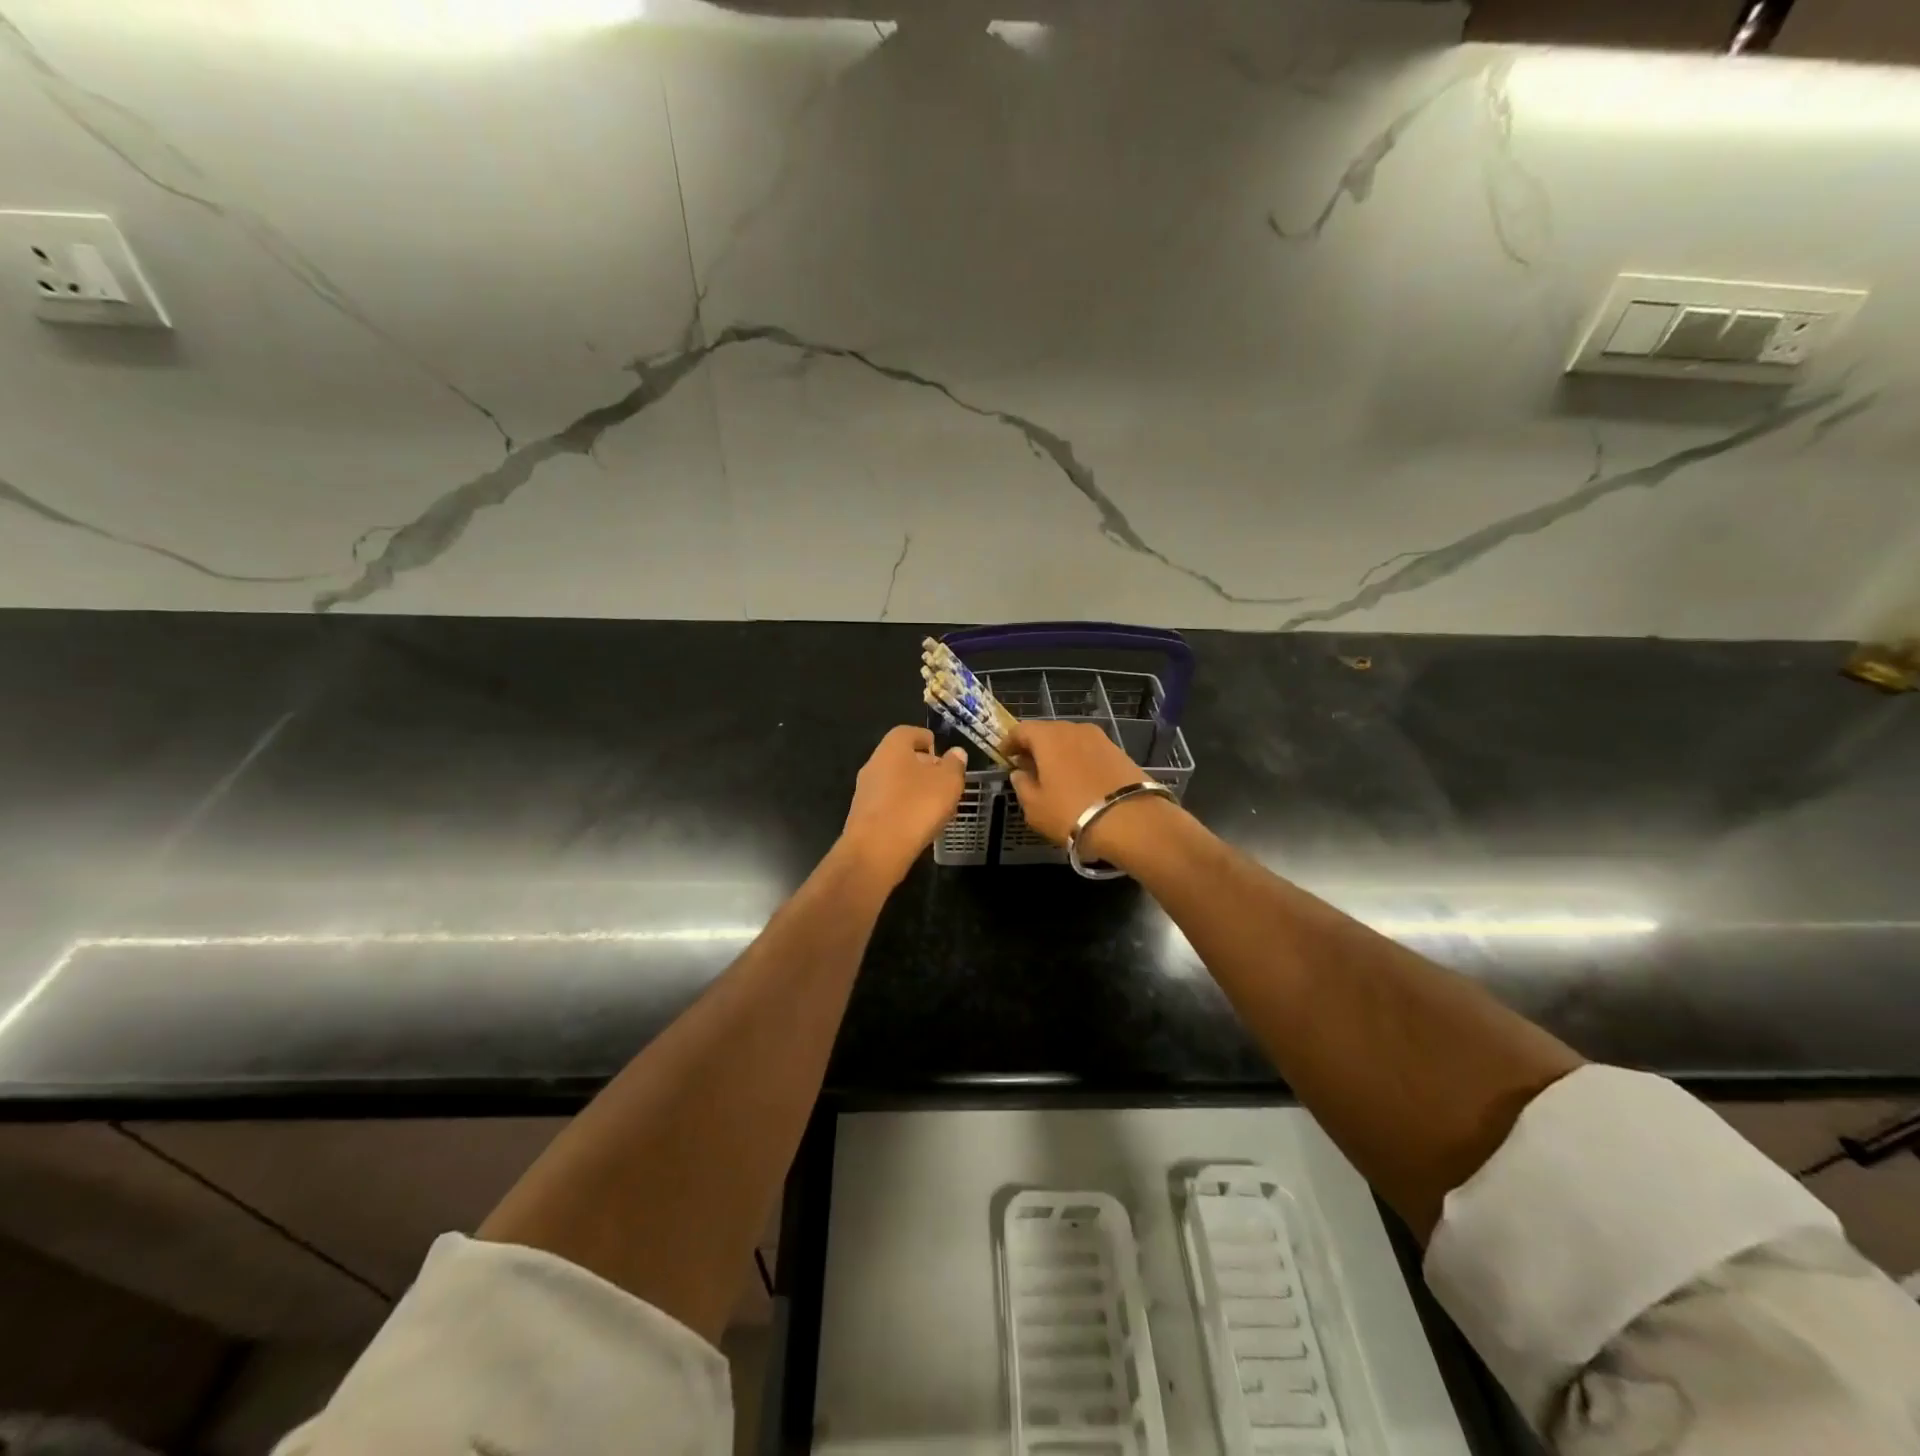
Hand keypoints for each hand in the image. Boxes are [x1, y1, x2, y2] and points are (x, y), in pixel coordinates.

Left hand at [839, 725, 968, 885]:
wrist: (875, 850)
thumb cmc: (916, 806)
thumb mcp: (948, 783)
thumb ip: (954, 765)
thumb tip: (955, 753)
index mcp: (892, 747)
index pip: (909, 732)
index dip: (926, 739)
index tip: (941, 753)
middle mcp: (873, 764)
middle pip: (900, 757)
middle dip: (921, 766)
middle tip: (943, 780)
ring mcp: (864, 791)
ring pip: (893, 781)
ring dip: (912, 789)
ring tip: (934, 805)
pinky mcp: (862, 816)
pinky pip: (887, 804)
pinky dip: (902, 808)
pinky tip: (916, 824)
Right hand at [1006, 721, 1165, 860]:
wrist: (1131, 821)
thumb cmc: (1072, 812)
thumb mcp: (1035, 807)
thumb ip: (1022, 786)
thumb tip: (1020, 773)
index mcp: (1048, 737)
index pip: (1021, 729)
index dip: (1009, 742)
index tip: (1004, 757)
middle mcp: (1074, 729)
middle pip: (1048, 732)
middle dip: (1035, 747)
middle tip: (1028, 768)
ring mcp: (1100, 739)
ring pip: (1071, 741)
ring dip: (1059, 754)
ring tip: (1054, 777)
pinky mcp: (1119, 752)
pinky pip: (1090, 751)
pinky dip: (1079, 761)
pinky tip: (1079, 781)